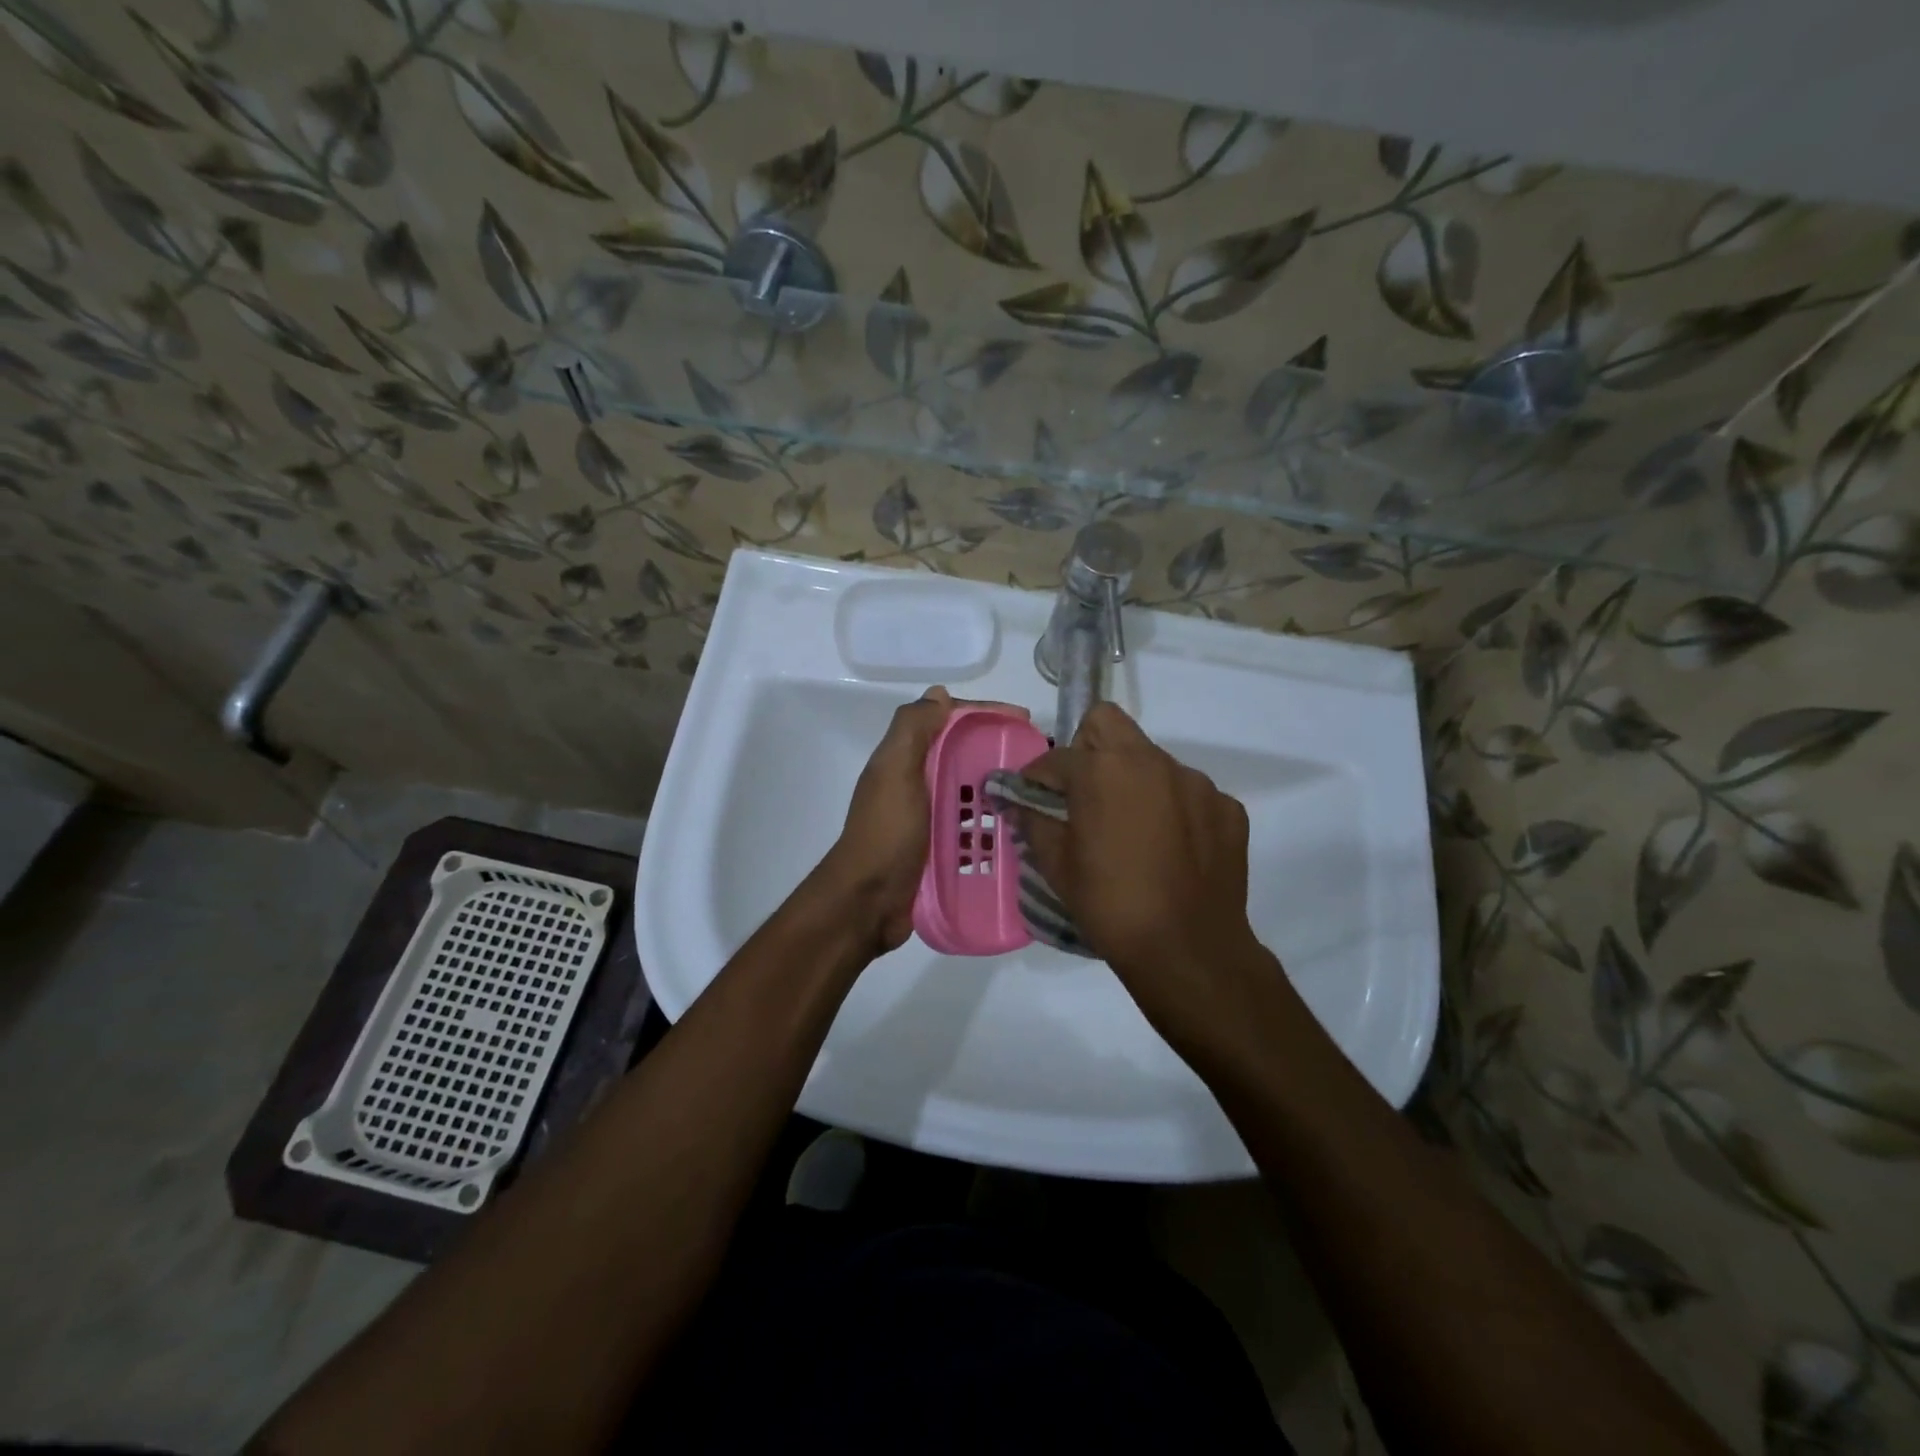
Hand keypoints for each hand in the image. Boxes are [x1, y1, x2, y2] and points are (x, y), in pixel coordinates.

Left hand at [818, 687, 1029, 956]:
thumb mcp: (895, 771)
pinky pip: (973, 828)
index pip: (950, 722)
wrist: (868, 902)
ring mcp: (929, 818)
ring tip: (1039, 797)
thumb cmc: (886, 832)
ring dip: (1001, 791)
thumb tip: (939, 694)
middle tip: (1040, 762)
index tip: (1024, 721)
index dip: (985, 714)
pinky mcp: (940, 848)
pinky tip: (1022, 832)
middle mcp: (917, 783)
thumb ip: (913, 729)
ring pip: (971, 793)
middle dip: (999, 753)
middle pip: (964, 756)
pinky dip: (994, 826)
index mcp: (906, 759)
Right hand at [1015, 703, 1284, 1056]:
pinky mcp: (1227, 807)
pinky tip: (1169, 848)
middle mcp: (1152, 761)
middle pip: (1108, 724)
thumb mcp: (1057, 866)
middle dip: (1086, 748)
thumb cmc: (1110, 905)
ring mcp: (1196, 782)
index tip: (1032, 798)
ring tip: (1131, 828)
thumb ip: (1034, 822)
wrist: (1188, 950)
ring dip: (1133, 780)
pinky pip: (1189, 793)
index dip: (1038, 777)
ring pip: (1152, 759)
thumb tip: (1021, 804)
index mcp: (1103, 770)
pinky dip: (1173, 809)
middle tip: (1081, 792)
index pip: (1057, 756)